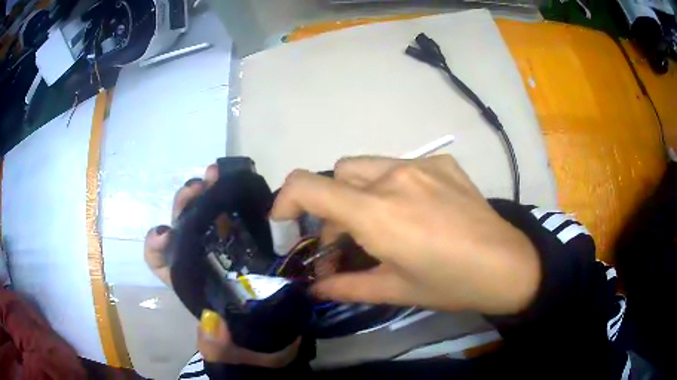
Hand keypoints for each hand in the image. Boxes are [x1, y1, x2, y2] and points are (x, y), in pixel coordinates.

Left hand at [143, 164, 299, 366]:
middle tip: (198, 188)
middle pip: (184, 227)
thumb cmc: (249, 349)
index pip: (162, 260)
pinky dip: (236, 199)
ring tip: (216, 176)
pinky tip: (242, 185)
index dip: (158, 244)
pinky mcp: (252, 246)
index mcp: (190, 283)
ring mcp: (228, 252)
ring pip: (208, 216)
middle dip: (184, 204)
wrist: (280, 346)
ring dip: (207, 193)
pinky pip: (240, 218)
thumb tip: (211, 322)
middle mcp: (203, 262)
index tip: (165, 232)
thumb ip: (216, 344)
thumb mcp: (228, 352)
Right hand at [272, 155, 540, 314]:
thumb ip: (346, 286)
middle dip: (330, 206)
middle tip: (345, 240)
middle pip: (336, 174)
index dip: (285, 201)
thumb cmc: (451, 284)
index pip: (308, 186)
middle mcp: (394, 177)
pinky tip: (417, 211)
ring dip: (359, 194)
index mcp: (377, 212)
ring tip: (381, 225)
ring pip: (367, 167)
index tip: (286, 223)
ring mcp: (421, 164)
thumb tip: (314, 288)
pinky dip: (392, 186)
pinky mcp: (443, 163)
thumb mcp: (395, 290)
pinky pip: (401, 166)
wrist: (508, 265)